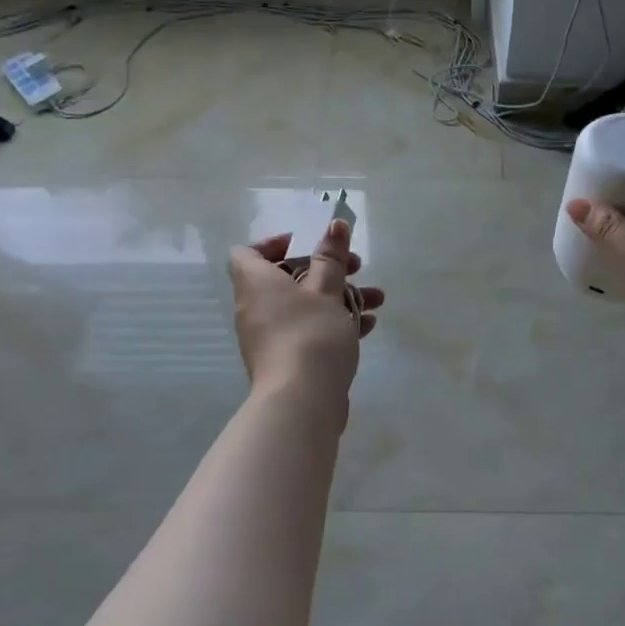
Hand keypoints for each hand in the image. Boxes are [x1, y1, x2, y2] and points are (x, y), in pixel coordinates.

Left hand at [228, 219, 383, 409]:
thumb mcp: (327, 290)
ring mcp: (269, 336)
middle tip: (357, 267)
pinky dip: (333, 324)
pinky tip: (367, 326)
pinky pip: (307, 330)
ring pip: (303, 305)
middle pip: (286, 277)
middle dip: (326, 269)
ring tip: (376, 299)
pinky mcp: (285, 360)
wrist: (301, 402)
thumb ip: (331, 256)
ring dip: (339, 297)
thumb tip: (335, 223)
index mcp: (256, 283)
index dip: (276, 243)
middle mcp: (256, 307)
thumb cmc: (310, 334)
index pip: (248, 252)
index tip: (310, 244)